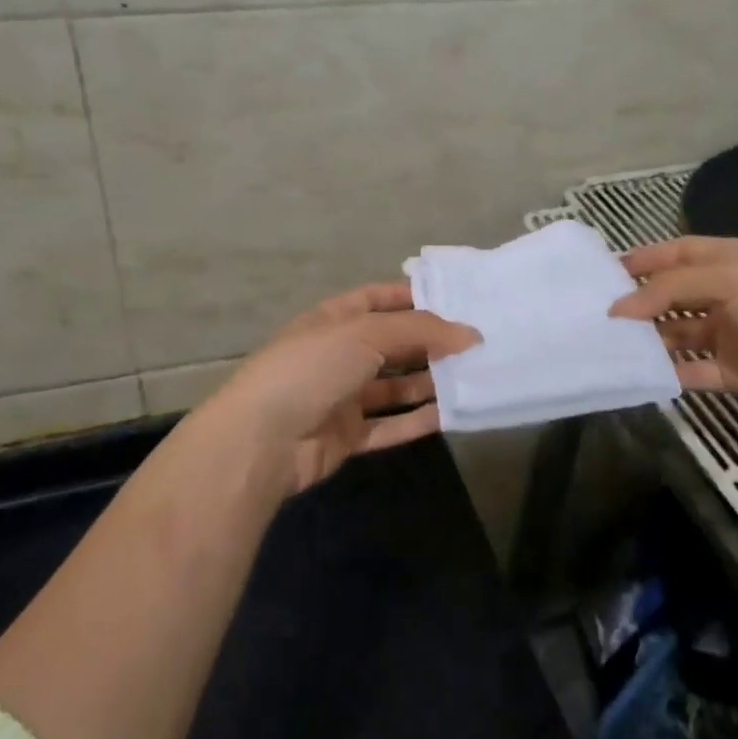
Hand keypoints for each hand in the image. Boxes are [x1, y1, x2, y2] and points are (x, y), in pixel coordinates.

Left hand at [202, 282, 479, 494]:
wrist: (262, 441)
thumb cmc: (311, 369)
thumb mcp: (365, 333)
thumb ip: (420, 330)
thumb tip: (471, 334)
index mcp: (332, 320)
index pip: (376, 299)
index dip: (411, 297)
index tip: (453, 301)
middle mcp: (337, 355)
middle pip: (390, 344)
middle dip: (428, 342)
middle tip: (475, 343)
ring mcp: (341, 397)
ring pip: (393, 387)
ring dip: (428, 382)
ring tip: (472, 376)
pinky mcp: (347, 436)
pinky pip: (389, 425)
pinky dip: (417, 420)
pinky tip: (451, 414)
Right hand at [610, 236, 737, 430]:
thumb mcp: (732, 282)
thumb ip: (672, 288)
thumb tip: (619, 307)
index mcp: (734, 261)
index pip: (679, 252)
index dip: (644, 259)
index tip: (604, 273)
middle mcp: (729, 294)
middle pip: (673, 293)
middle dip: (639, 300)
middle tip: (597, 312)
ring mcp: (731, 335)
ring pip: (677, 332)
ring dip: (648, 337)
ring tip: (609, 344)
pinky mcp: (733, 373)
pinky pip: (691, 369)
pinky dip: (667, 372)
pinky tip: (639, 374)